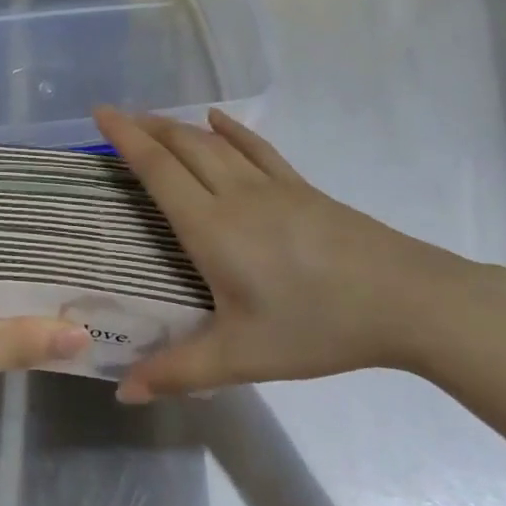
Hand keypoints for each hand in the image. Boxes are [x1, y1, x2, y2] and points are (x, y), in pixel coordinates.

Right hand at [94, 107, 505, 401]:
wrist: (404, 299)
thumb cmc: (316, 325)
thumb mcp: (243, 356)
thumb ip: (180, 371)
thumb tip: (123, 392)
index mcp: (212, 227)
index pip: (158, 170)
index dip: (126, 139)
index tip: (101, 113)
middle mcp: (236, 194)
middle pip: (183, 146)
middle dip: (146, 127)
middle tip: (117, 117)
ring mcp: (272, 185)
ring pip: (216, 142)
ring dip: (180, 126)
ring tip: (156, 120)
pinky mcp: (301, 188)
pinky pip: (257, 148)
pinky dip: (232, 130)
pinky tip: (220, 120)